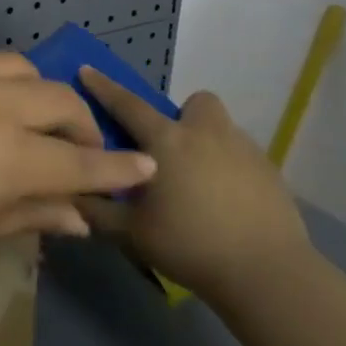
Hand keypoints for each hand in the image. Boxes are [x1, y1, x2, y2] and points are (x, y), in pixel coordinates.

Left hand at [0, 50, 156, 266]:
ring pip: (19, 66)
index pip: (83, 162)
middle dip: (81, 124)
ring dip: (36, 91)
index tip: (144, 167)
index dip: (117, 168)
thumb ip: (26, 216)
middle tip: (77, 147)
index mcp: (12, 156)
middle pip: (59, 101)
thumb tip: (75, 216)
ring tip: (27, 113)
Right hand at [75, 71, 311, 304]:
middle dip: (183, 116)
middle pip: (196, 102)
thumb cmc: (190, 245)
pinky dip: (231, 170)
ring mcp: (244, 150)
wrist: (267, 274)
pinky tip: (228, 204)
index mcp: (166, 141)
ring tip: (200, 182)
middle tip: (172, 150)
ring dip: (208, 143)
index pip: (126, 104)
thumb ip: (98, 210)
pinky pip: (243, 157)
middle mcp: (205, 134)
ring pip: (222, 129)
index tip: (87, 70)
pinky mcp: (271, 173)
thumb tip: (73, 193)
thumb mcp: (132, 232)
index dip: (103, 87)